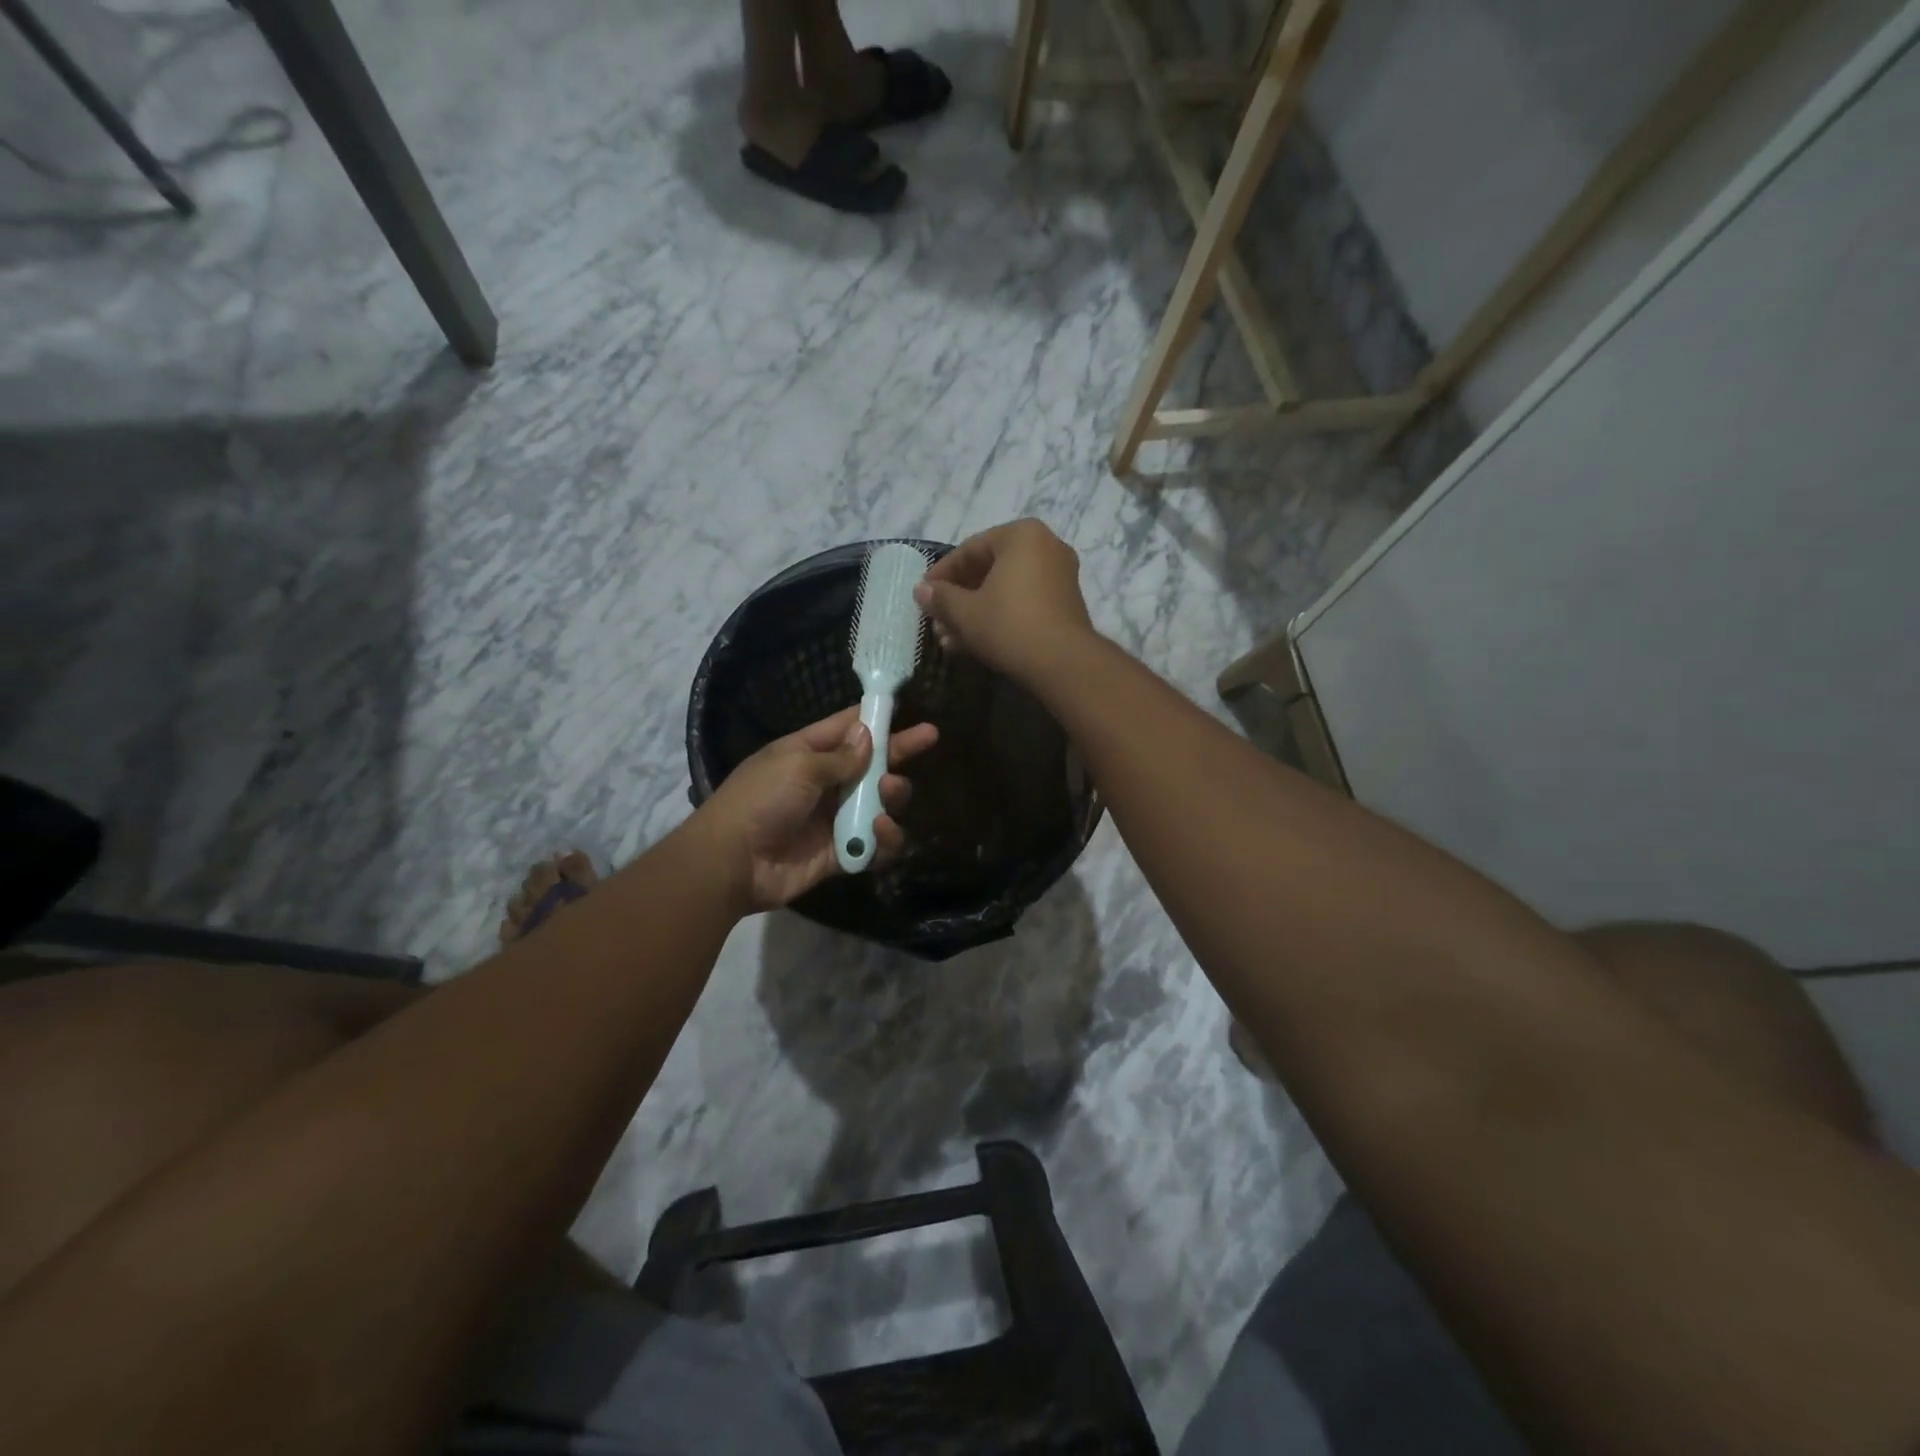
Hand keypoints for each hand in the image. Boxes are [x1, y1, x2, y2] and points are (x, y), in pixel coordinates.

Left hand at [694, 706, 938, 913]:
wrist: (733, 861)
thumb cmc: (762, 799)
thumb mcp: (798, 765)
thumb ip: (840, 756)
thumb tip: (868, 735)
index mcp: (808, 753)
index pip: (848, 728)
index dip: (876, 717)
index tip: (906, 707)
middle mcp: (825, 783)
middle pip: (872, 764)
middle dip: (899, 751)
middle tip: (929, 738)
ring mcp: (834, 819)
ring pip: (880, 803)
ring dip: (892, 796)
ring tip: (889, 793)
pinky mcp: (841, 853)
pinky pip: (875, 844)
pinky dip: (884, 839)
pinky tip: (880, 831)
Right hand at [914, 518, 1096, 682]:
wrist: (1063, 663)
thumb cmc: (1009, 625)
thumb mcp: (965, 612)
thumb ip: (940, 597)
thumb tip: (921, 590)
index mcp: (1021, 535)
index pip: (970, 549)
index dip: (941, 574)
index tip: (923, 596)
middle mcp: (1046, 546)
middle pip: (989, 569)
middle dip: (958, 598)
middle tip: (937, 621)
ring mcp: (1060, 575)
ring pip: (1005, 589)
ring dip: (975, 612)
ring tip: (950, 639)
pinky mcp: (1065, 603)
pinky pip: (1023, 602)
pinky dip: (999, 617)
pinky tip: (974, 644)